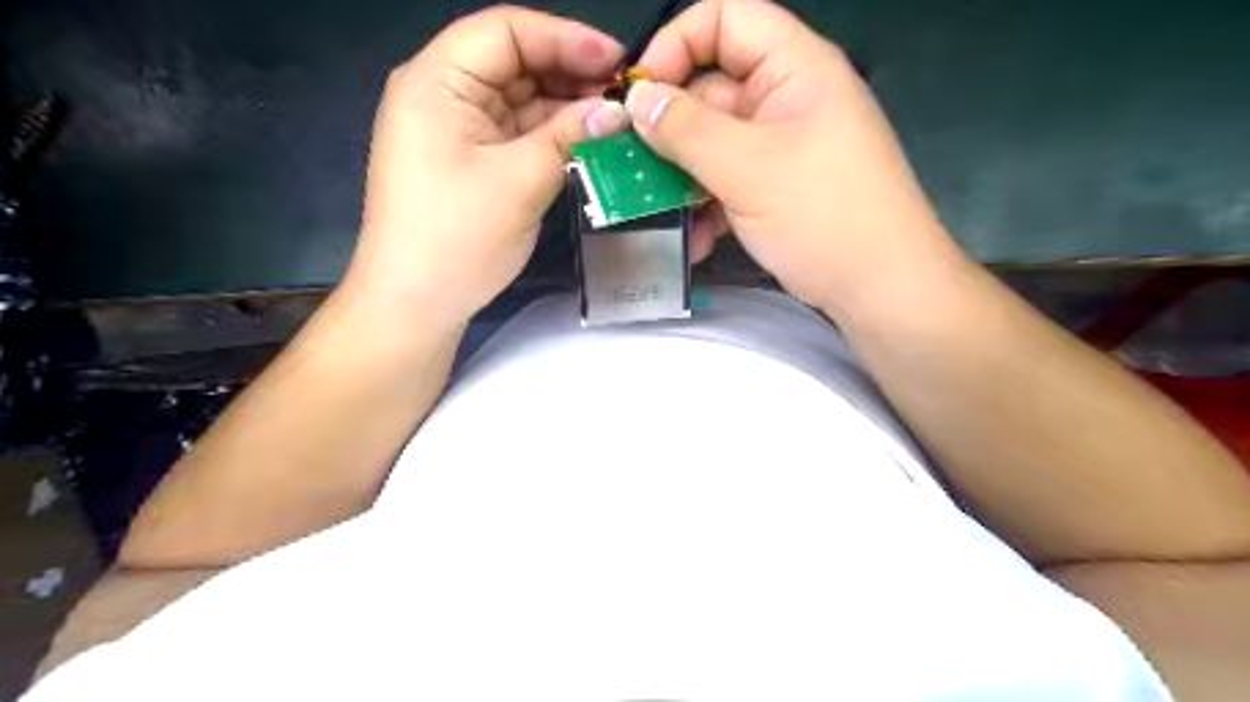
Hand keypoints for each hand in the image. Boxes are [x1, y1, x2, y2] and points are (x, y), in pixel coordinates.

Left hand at [347, 2, 628, 325]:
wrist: (417, 302)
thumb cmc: (457, 238)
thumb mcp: (520, 181)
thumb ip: (571, 137)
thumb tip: (618, 110)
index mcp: (437, 81)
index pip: (505, 32)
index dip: (565, 38)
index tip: (617, 61)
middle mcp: (444, 95)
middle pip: (515, 63)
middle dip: (571, 74)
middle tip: (625, 96)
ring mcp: (458, 130)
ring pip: (521, 100)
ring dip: (567, 107)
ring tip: (616, 120)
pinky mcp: (472, 161)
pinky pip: (519, 134)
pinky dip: (553, 136)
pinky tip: (589, 142)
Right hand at [636, 0, 964, 314]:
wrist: (880, 290)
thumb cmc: (822, 215)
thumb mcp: (748, 168)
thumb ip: (687, 131)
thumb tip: (637, 102)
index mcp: (794, 69)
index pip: (726, 20)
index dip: (676, 45)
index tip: (640, 95)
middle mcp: (785, 100)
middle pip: (711, 89)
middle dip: (668, 128)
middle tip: (628, 164)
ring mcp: (780, 149)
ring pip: (713, 144)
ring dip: (681, 177)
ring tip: (651, 209)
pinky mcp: (774, 191)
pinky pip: (727, 183)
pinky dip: (705, 208)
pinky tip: (692, 240)